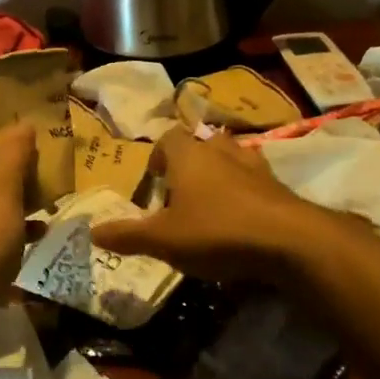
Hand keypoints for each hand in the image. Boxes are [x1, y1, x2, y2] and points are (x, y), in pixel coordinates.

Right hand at [90, 127, 323, 282]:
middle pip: (200, 144)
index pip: (167, 138)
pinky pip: (255, 181)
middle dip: (188, 166)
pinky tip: (243, 220)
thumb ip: (127, 235)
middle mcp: (220, 150)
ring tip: (211, 205)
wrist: (288, 240)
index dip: (157, 156)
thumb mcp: (163, 239)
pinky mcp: (278, 185)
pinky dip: (246, 193)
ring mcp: (254, 165)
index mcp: (188, 155)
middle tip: (179, 198)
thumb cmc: (216, 231)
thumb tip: (91, 231)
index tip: (154, 183)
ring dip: (219, 175)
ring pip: (230, 158)